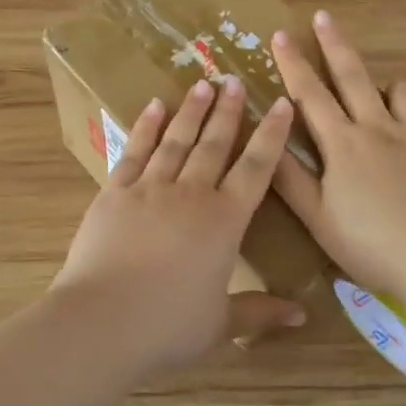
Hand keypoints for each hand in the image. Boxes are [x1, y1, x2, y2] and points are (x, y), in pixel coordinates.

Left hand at [52, 76, 301, 375]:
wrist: (102, 320)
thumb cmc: (168, 325)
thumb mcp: (221, 323)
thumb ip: (260, 312)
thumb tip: (303, 314)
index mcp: (224, 221)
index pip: (256, 168)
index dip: (271, 135)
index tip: (280, 104)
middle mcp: (191, 194)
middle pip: (214, 144)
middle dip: (227, 111)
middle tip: (234, 80)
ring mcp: (149, 188)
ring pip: (176, 140)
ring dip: (191, 111)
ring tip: (201, 85)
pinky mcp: (114, 193)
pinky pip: (135, 151)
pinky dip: (146, 127)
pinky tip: (154, 107)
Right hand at [271, 10, 405, 298]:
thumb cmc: (371, 243)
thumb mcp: (317, 217)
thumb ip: (289, 177)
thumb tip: (266, 139)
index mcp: (342, 144)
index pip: (309, 94)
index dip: (293, 63)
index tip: (280, 35)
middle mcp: (378, 127)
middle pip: (354, 76)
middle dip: (335, 44)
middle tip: (324, 17)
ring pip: (405, 91)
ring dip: (392, 88)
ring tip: (388, 98)